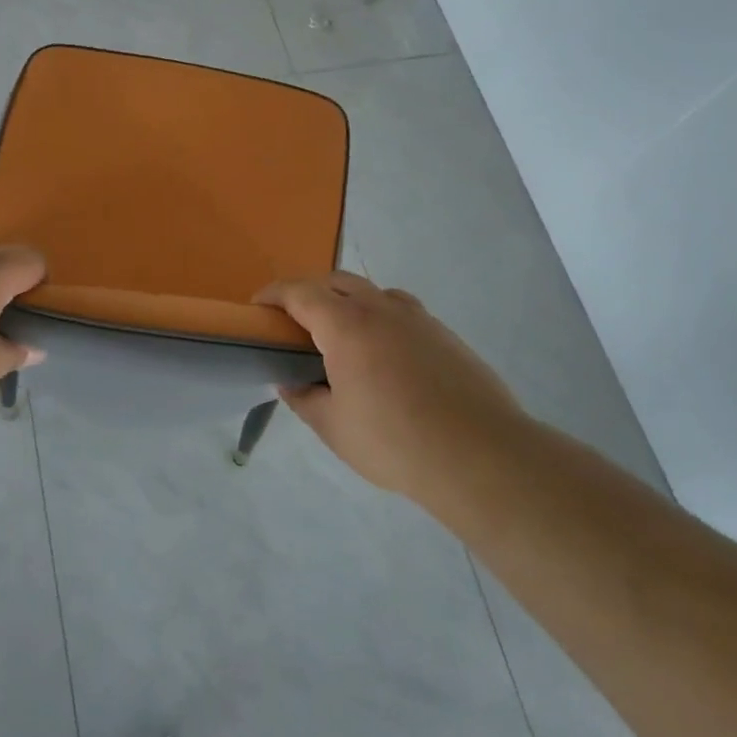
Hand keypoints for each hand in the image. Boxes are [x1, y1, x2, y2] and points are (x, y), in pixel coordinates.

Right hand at [257, 272, 526, 499]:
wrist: (479, 455)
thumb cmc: (394, 441)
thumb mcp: (333, 427)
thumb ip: (304, 399)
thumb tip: (289, 382)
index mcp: (346, 325)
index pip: (300, 292)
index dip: (274, 294)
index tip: (257, 306)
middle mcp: (381, 309)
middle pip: (337, 281)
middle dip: (310, 292)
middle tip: (296, 322)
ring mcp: (419, 319)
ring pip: (374, 292)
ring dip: (349, 301)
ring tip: (342, 336)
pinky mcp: (445, 335)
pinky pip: (402, 312)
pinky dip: (381, 319)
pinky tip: (385, 356)